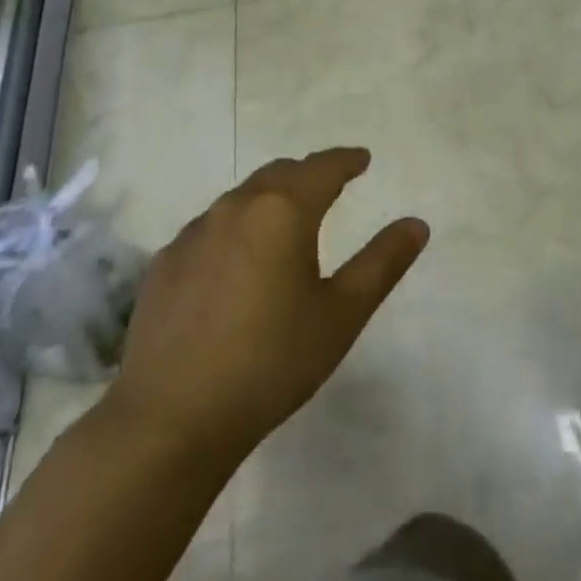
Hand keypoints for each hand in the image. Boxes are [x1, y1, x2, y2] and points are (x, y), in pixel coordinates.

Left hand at [100, 148, 427, 464]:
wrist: (169, 420)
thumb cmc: (270, 362)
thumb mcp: (341, 314)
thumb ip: (382, 263)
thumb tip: (416, 224)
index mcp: (282, 211)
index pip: (322, 168)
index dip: (346, 159)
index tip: (362, 159)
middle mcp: (235, 208)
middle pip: (278, 174)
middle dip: (307, 175)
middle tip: (329, 187)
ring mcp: (193, 235)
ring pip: (240, 199)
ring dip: (269, 200)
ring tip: (285, 224)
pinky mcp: (164, 265)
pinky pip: (209, 229)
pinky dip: (234, 230)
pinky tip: (235, 264)